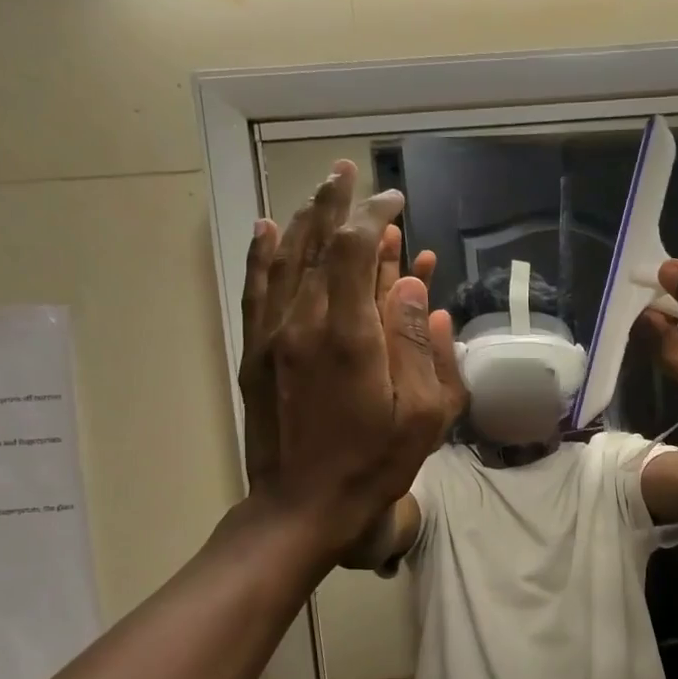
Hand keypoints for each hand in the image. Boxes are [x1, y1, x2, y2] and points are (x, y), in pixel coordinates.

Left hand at [238, 160, 453, 552]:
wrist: (301, 507)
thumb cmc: (373, 465)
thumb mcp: (423, 415)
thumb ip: (422, 346)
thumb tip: (417, 287)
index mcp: (349, 335)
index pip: (358, 249)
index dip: (376, 216)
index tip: (395, 202)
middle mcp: (304, 322)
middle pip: (317, 243)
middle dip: (336, 202)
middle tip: (349, 170)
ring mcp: (272, 335)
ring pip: (284, 258)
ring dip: (303, 218)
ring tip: (318, 189)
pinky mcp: (254, 352)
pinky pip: (256, 288)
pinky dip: (262, 252)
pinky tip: (264, 227)